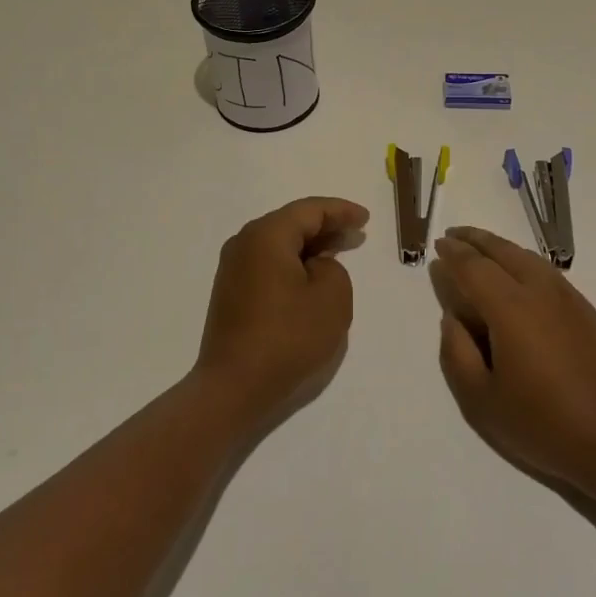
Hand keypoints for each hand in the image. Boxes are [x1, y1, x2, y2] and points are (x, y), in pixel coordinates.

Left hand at [196, 196, 369, 424]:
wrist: (233, 386)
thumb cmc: (287, 337)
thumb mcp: (332, 298)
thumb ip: (333, 268)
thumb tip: (314, 267)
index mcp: (266, 235)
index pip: (309, 210)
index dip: (341, 211)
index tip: (365, 218)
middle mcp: (244, 243)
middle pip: (291, 223)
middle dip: (325, 226)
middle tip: (356, 233)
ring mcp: (233, 268)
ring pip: (279, 243)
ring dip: (309, 246)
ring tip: (338, 252)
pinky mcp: (231, 291)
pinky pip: (268, 263)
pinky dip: (293, 263)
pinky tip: (311, 275)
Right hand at [430, 227, 595, 492]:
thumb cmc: (544, 424)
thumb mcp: (482, 402)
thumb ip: (458, 354)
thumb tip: (451, 319)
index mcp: (510, 308)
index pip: (474, 268)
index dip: (454, 254)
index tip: (438, 245)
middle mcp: (539, 291)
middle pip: (503, 252)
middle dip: (476, 240)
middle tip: (454, 235)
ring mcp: (567, 298)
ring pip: (528, 258)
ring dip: (501, 247)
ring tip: (482, 248)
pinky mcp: (586, 311)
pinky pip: (546, 271)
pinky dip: (524, 261)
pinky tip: (519, 274)